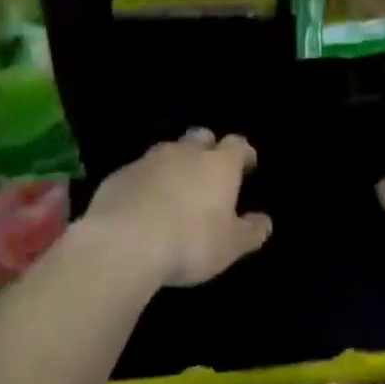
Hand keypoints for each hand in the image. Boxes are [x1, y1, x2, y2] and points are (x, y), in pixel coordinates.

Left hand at [82, 129, 271, 286]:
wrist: (124, 242)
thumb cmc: (190, 242)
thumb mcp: (230, 246)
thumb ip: (251, 232)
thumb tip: (264, 221)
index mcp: (218, 165)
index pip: (237, 145)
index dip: (243, 154)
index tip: (246, 166)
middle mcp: (185, 153)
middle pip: (200, 137)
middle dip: (207, 148)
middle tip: (209, 172)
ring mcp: (148, 160)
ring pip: (167, 151)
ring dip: (174, 164)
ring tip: (175, 189)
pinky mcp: (120, 175)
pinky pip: (139, 171)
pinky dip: (146, 182)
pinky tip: (143, 204)